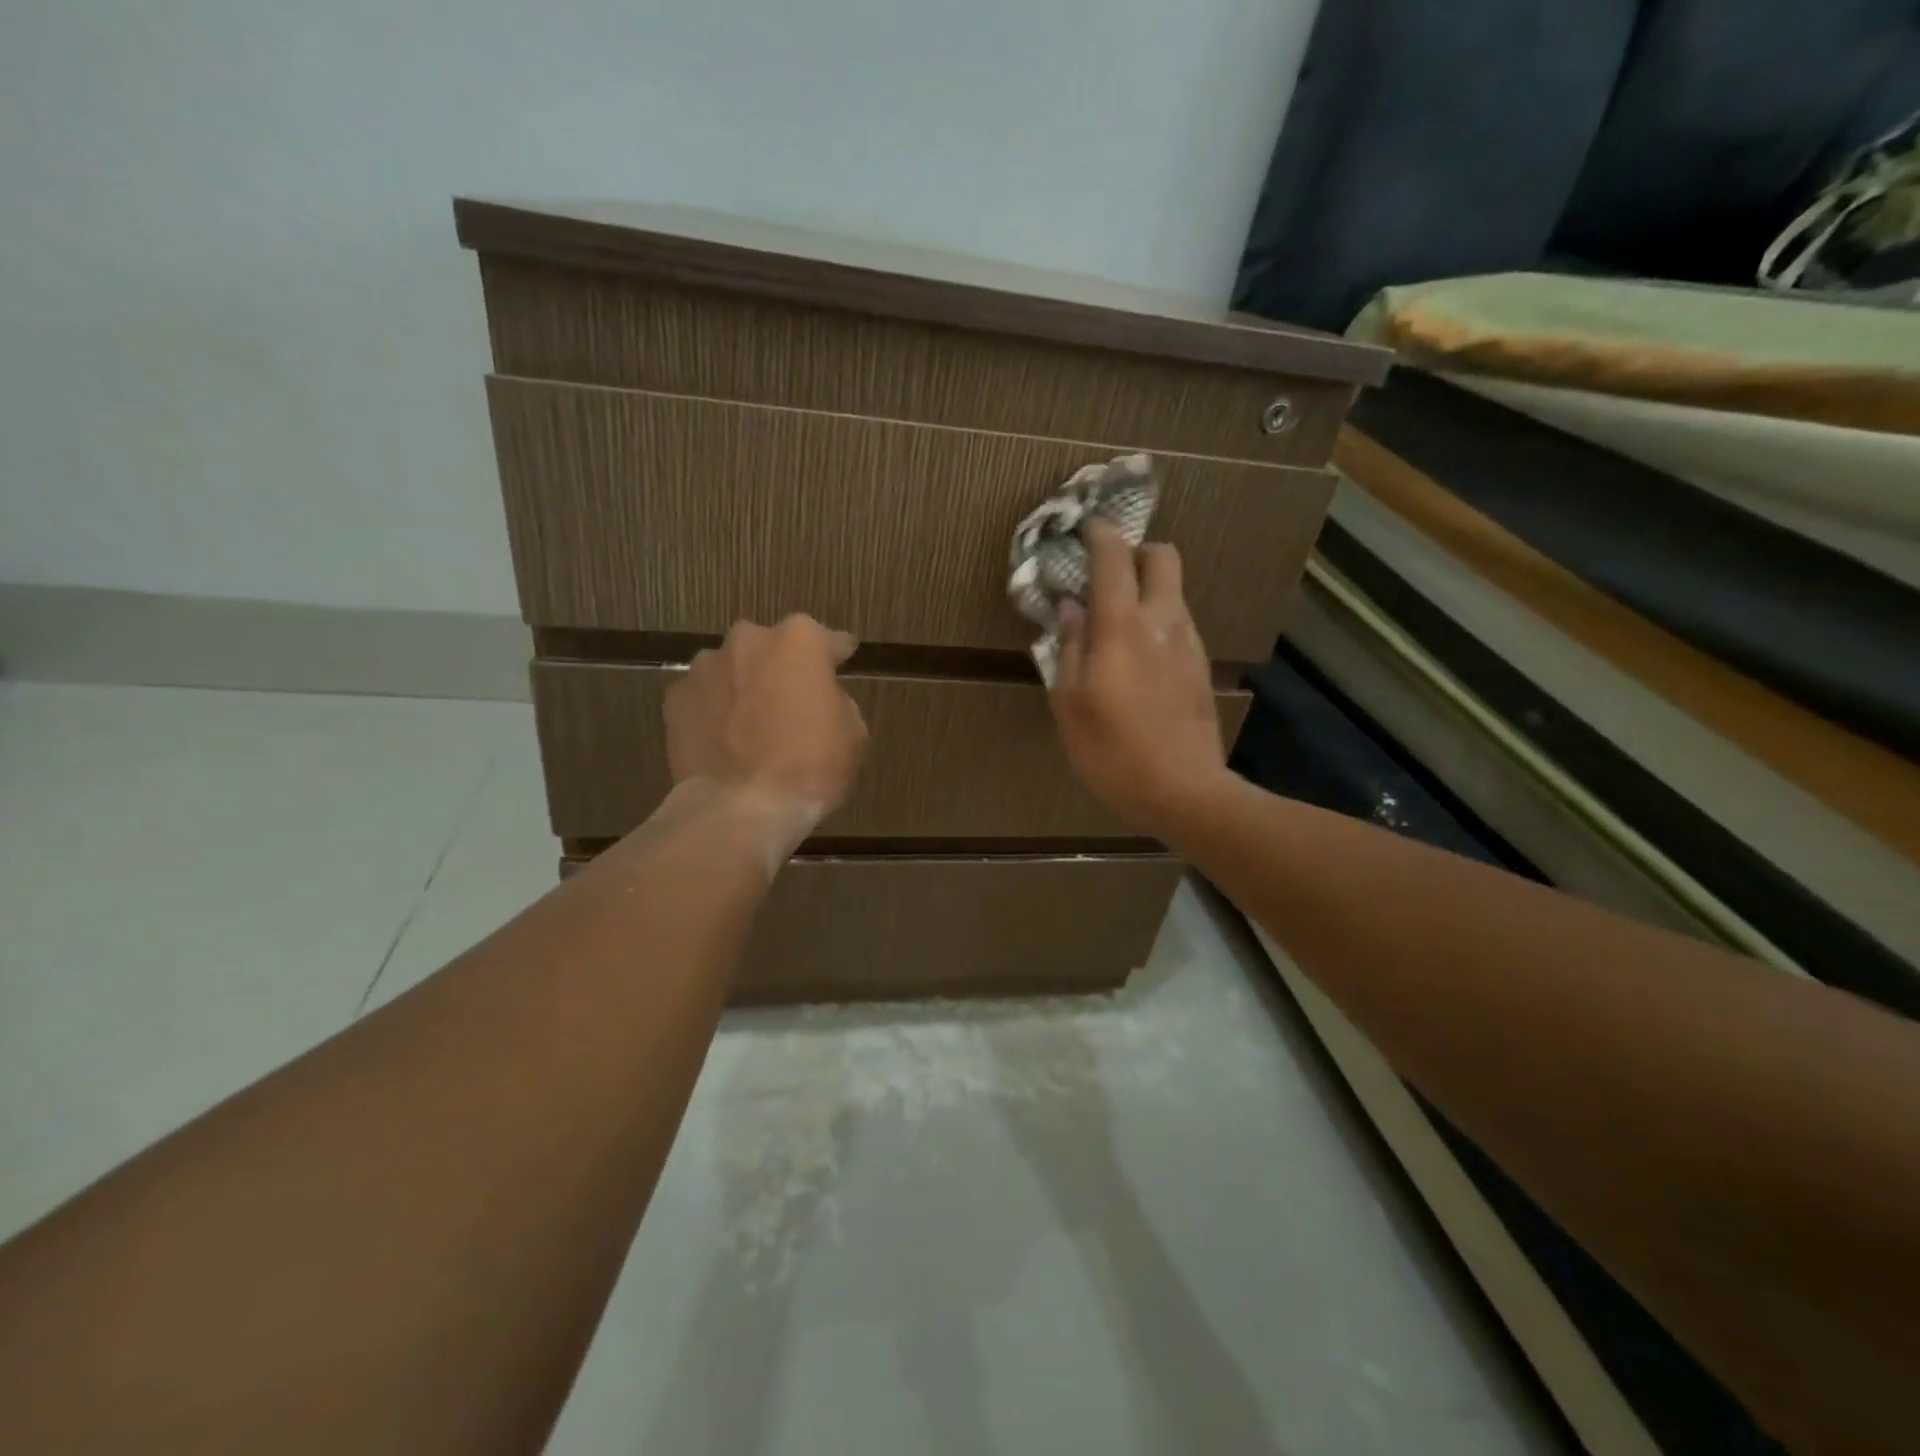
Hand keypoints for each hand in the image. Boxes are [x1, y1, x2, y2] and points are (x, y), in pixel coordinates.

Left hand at [666, 616, 868, 825]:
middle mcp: (749, 639)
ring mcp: (705, 667)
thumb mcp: (853, 734)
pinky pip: (704, 697)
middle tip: (792, 703)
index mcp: (799, 640)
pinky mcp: (675, 699)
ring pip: (734, 669)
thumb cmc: (810, 767)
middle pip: (772, 648)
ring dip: (744, 686)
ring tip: (752, 725)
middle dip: (782, 669)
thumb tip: (818, 700)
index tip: (842, 661)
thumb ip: (836, 701)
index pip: (828, 640)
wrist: (742, 808)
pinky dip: (714, 711)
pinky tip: (724, 740)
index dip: (836, 654)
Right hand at [1048, 520, 1227, 833]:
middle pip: (1163, 556)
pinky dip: (1158, 619)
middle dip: (1136, 551)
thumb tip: (1069, 609)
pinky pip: (1178, 622)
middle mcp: (1162, 622)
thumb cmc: (1113, 751)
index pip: (1114, 558)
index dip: (1099, 534)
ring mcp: (1189, 643)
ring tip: (1117, 620)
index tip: (1084, 527)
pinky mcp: (1201, 665)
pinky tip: (1139, 655)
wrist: (1185, 791)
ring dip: (1147, 588)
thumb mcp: (1070, 704)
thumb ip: (1068, 648)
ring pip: (1173, 590)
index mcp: (1122, 627)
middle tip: (1107, 573)